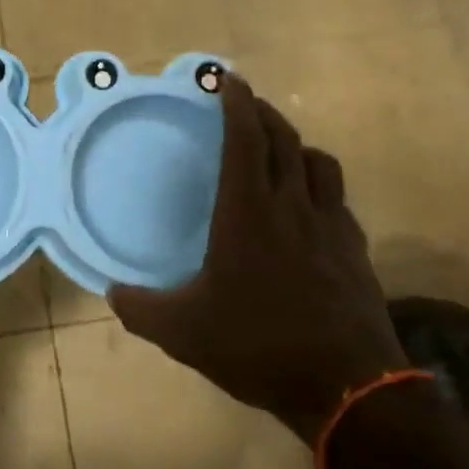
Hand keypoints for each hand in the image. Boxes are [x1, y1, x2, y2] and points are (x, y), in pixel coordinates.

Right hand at [108, 77, 407, 444]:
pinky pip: (338, 201)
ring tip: (281, 151)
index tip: (227, 79)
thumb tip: (112, 292)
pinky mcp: (356, 251)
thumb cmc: (259, 345)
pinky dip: (320, 188)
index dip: (236, 103)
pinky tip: (310, 210)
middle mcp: (292, 206)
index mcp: (248, 212)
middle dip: (265, 112)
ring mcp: (331, 227)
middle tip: (247, 103)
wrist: (348, 388)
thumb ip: (140, 309)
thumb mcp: (183, 333)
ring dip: (298, 145)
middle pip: (285, 139)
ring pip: (320, 164)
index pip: (245, 139)